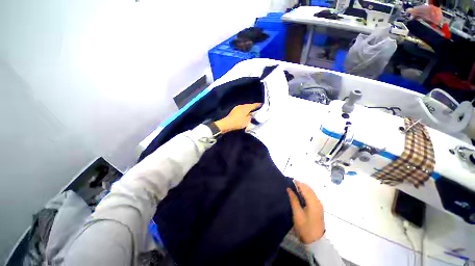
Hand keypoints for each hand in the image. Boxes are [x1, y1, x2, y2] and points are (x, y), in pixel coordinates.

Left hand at [214, 103, 261, 132]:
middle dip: (253, 107)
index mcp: (246, 107)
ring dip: (248, 109)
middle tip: (258, 109)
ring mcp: (237, 108)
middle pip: (249, 105)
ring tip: (252, 112)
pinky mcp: (234, 111)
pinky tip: (245, 114)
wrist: (227, 123)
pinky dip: (244, 111)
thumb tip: (252, 115)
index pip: (254, 105)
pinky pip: (241, 110)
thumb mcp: (247, 121)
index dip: (258, 105)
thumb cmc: (238, 122)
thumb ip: (251, 117)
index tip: (262, 105)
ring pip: (245, 108)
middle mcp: (242, 106)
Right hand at [287, 181, 324, 243]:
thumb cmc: (305, 227)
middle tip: (290, 184)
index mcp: (313, 202)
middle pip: (308, 188)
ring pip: (310, 191)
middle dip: (300, 184)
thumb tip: (289, 189)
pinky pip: (311, 195)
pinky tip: (299, 194)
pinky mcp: (318, 207)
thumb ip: (293, 199)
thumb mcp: (297, 213)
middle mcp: (317, 201)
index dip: (297, 183)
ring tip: (293, 188)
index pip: (305, 188)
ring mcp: (318, 204)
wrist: (315, 241)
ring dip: (302, 188)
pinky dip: (305, 192)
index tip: (289, 180)